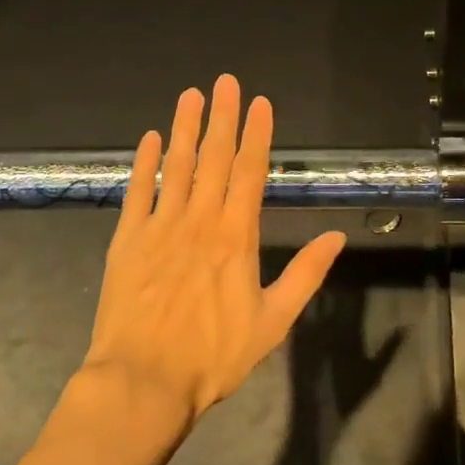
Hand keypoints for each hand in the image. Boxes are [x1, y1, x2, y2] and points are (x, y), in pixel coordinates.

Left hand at [83, 75, 347, 428]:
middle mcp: (199, 220)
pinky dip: (144, 163)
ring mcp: (160, 227)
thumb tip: (337, 237)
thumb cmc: (214, 357)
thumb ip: (306, 275)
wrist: (144, 382)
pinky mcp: (127, 240)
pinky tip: (149, 139)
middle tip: (226, 81)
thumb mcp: (274, 322)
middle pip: (214, 158)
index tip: (260, 103)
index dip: (256, 134)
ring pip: (176, 166)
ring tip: (191, 95)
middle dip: (222, 116)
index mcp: (236, 236)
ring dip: (185, 128)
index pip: (250, 172)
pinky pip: (137, 192)